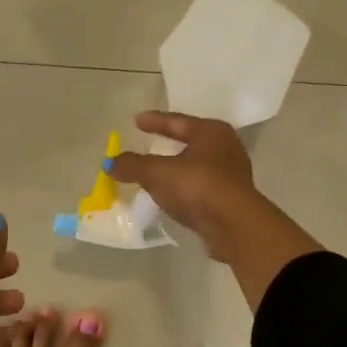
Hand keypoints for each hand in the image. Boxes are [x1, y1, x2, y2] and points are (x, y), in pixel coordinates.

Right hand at [109, 112, 260, 256]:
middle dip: (168, 142)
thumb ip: (133, 165)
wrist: (235, 226)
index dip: (154, 121)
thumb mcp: (158, 173)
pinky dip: (184, 187)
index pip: (177, 121)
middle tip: (148, 142)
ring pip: (196, 165)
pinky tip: (171, 194)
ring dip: (177, 167)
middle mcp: (226, 147)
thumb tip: (110, 163)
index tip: (136, 120)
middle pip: (190, 141)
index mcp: (211, 132)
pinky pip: (200, 186)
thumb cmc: (197, 186)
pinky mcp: (231, 199)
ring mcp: (231, 174)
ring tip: (156, 171)